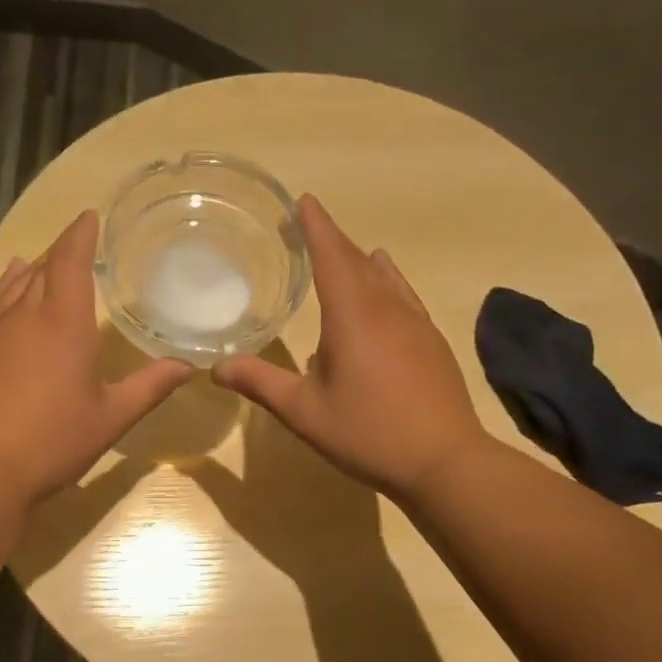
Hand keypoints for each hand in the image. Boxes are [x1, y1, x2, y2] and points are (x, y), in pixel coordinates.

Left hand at [0, 210, 192, 506]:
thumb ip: (149, 386)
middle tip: (76, 247)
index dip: (80, 234)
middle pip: (42, 268)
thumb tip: (187, 366)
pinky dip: (5, 292)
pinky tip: (8, 296)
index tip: (89, 216)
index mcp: (64, 322)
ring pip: (13, 285)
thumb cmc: (53, 441)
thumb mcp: (111, 417)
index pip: (70, 259)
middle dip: (60, 252)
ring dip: (31, 270)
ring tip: (39, 262)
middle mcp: (24, 315)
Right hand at [213, 195, 489, 503]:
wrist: (444, 461)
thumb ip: (260, 383)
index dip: (315, 226)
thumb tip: (216, 368)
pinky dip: (387, 284)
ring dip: (362, 261)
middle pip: (358, 261)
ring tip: (349, 254)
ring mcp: (416, 323)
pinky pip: (404, 297)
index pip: (331, 256)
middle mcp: (387, 308)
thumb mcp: (303, 411)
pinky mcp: (432, 342)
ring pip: (386, 277)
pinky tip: (386, 298)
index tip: (302, 201)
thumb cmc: (367, 432)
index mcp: (352, 315)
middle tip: (309, 226)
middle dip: (332, 240)